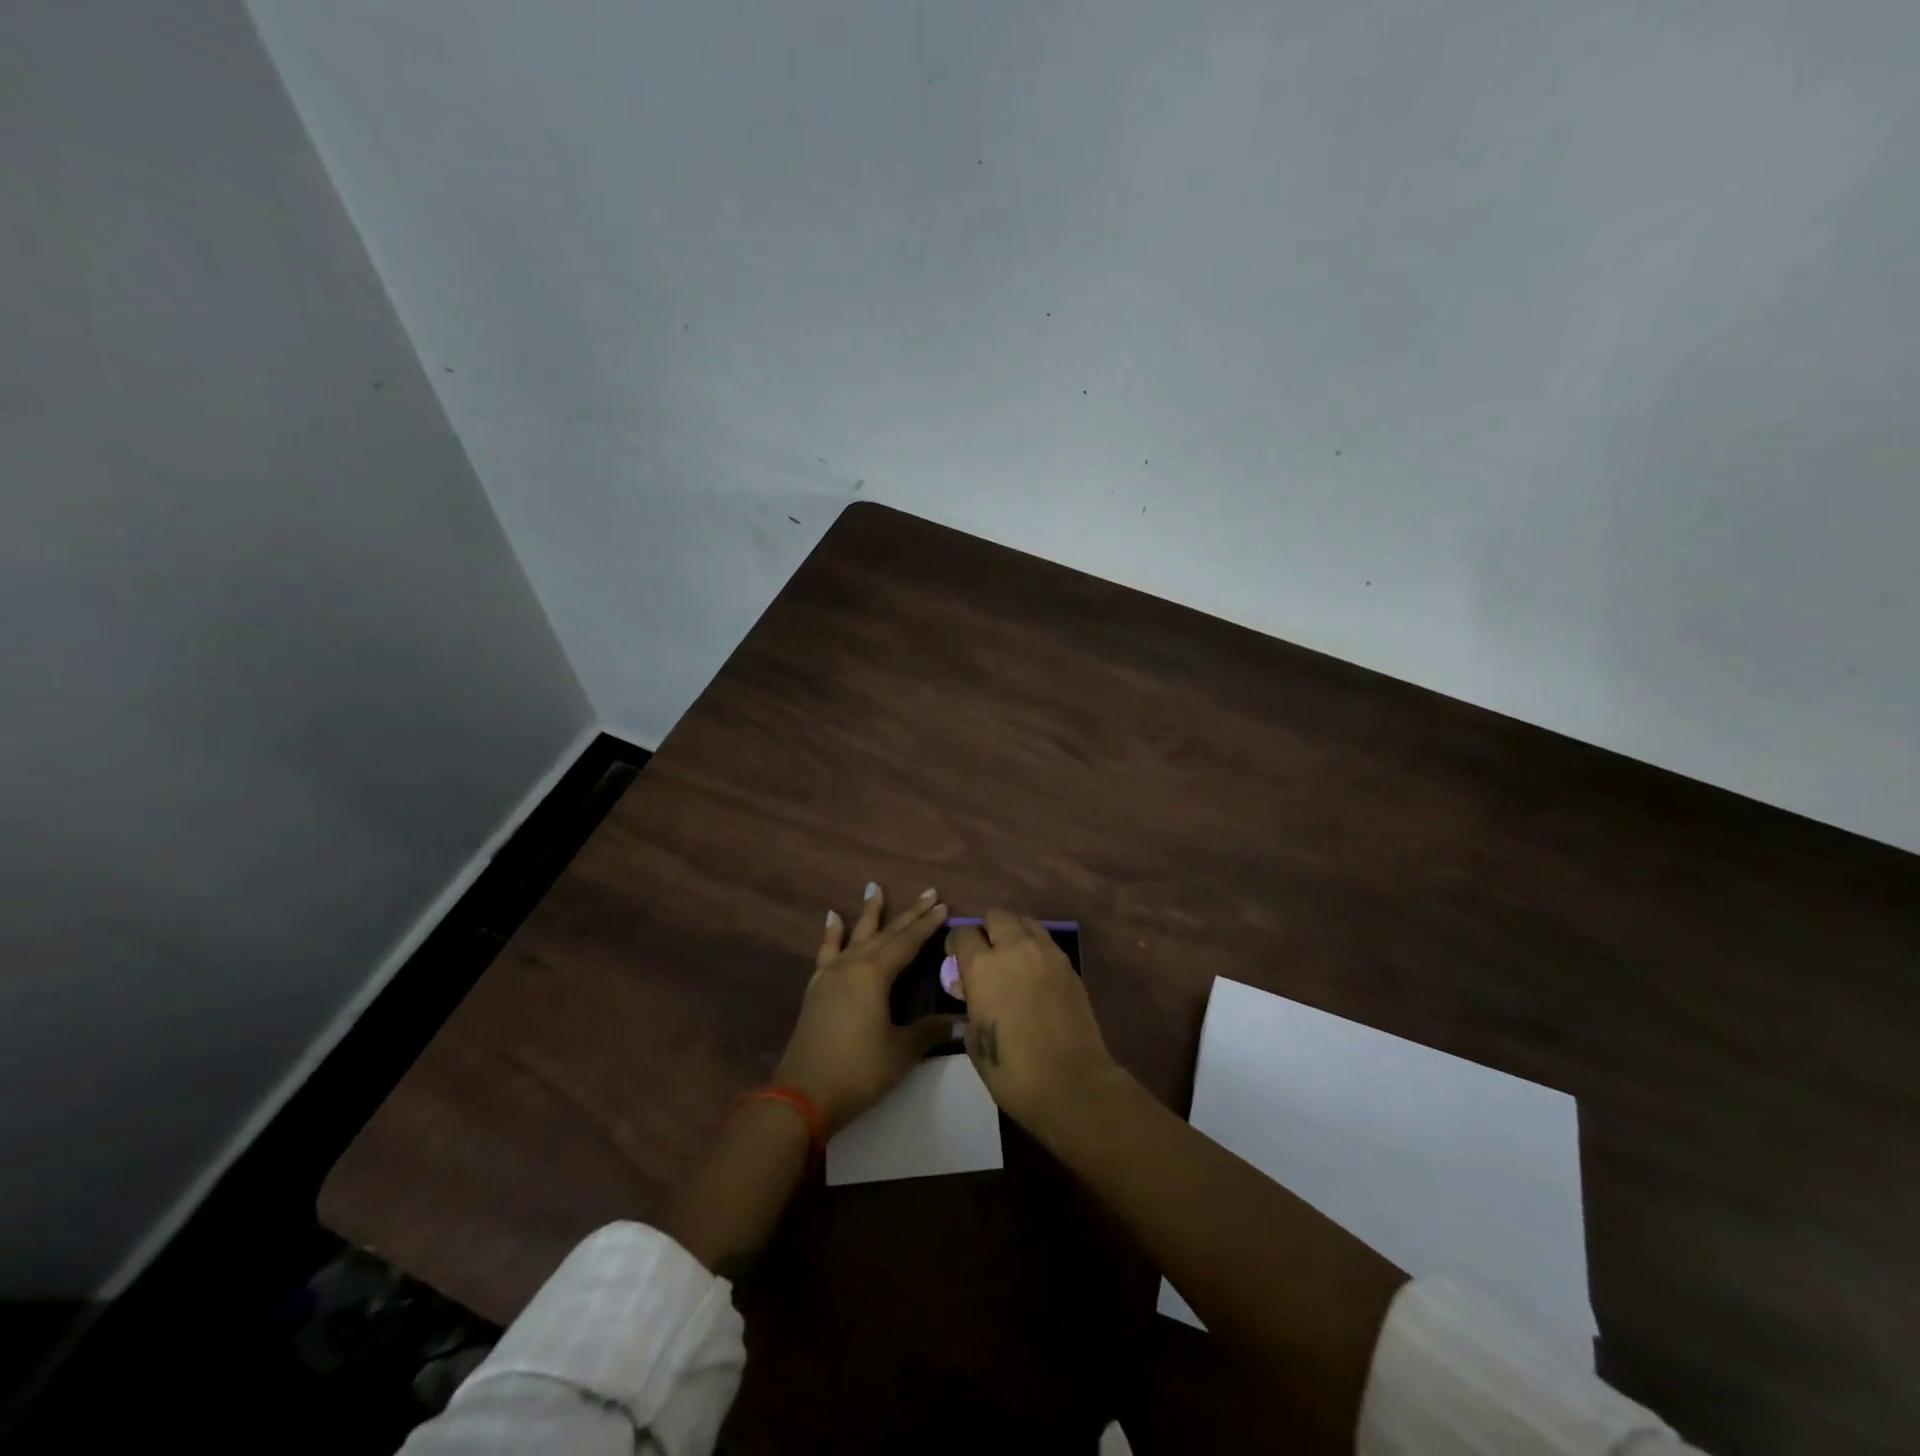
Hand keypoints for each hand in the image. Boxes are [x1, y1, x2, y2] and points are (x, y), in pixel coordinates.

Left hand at [774, 883, 955, 1133]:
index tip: (943, 905)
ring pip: (855, 935)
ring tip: (873, 887)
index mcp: (875, 974)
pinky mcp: (816, 988)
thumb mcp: (901, 1051)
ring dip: (868, 912)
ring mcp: (831, 975)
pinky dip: (831, 933)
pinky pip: (826, 951)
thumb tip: (960, 1021)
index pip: (908, 942)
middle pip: (885, 933)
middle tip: (928, 892)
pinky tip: (832, 918)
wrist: (802, 1095)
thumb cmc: (858, 1070)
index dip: (927, 925)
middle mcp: (853, 965)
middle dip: (909, 913)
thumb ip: (929, 1030)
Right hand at [946, 910, 1120, 1137]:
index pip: (963, 934)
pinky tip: (1034, 971)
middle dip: (987, 929)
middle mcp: (1013, 949)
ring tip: (1012, 957)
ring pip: (1025, 922)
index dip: (955, 943)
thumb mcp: (974, 1040)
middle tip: (986, 952)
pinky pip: (1046, 941)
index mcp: (982, 967)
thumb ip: (971, 1004)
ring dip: (1014, 932)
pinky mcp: (1068, 964)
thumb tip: (974, 992)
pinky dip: (1035, 947)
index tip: (955, 956)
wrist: (1071, 1083)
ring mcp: (1045, 953)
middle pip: (996, 916)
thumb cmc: (1013, 1071)